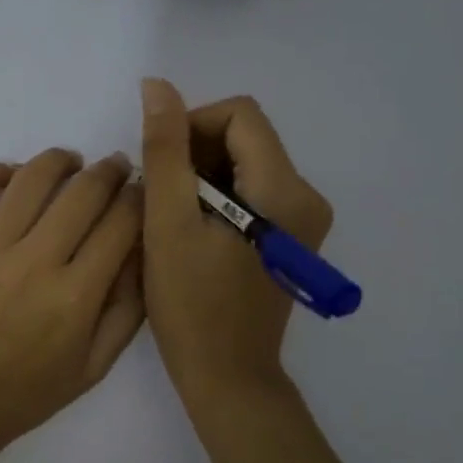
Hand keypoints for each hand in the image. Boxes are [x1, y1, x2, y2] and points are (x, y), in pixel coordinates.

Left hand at [0, 149, 146, 460]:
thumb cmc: (23, 396)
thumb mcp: (93, 367)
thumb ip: (127, 309)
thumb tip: (144, 249)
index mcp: (76, 296)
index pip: (123, 222)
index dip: (141, 198)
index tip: (144, 191)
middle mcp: (34, 262)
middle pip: (84, 191)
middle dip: (110, 171)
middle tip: (116, 168)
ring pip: (32, 178)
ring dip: (60, 160)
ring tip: (70, 162)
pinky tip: (12, 174)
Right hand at [138, 79, 333, 403]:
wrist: (227, 377)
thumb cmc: (191, 305)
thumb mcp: (168, 222)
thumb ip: (164, 150)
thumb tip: (157, 86)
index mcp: (284, 190)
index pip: (240, 114)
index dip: (191, 124)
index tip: (159, 163)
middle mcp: (305, 196)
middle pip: (245, 137)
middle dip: (194, 152)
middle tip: (158, 195)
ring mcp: (302, 219)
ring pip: (244, 163)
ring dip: (201, 176)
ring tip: (171, 217)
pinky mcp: (290, 237)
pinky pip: (250, 191)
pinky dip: (216, 197)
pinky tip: (191, 230)